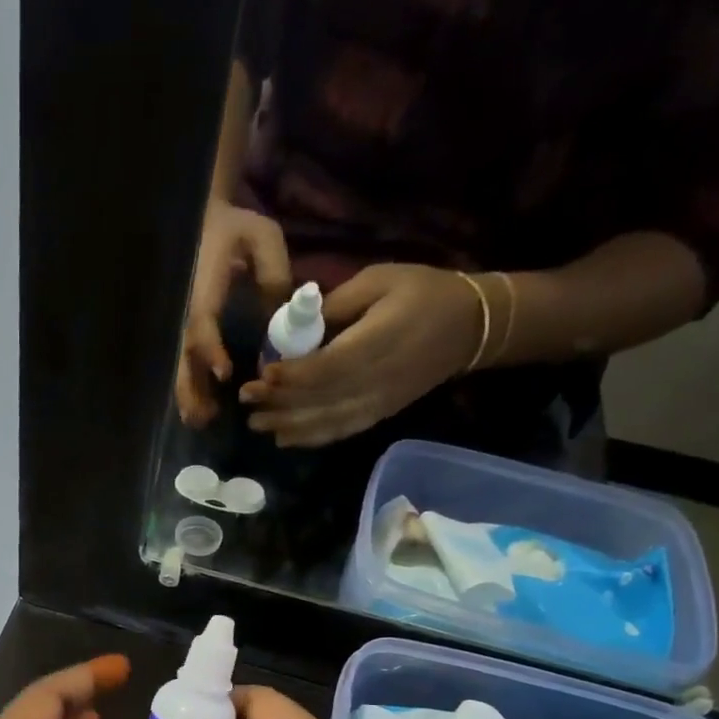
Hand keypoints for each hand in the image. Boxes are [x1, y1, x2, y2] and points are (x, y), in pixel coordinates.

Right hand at [175, 201, 292, 427]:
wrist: (206, 219)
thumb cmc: (235, 228)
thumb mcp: (262, 236)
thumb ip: (272, 270)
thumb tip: (279, 314)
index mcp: (204, 287)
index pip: (202, 323)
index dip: (211, 349)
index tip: (224, 374)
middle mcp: (187, 310)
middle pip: (184, 356)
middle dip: (192, 387)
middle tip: (205, 416)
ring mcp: (184, 322)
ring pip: (181, 365)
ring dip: (189, 395)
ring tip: (200, 421)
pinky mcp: (188, 331)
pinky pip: (186, 364)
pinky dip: (190, 389)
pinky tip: (198, 412)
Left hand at [239, 264, 481, 447]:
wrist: (471, 327)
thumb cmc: (424, 293)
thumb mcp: (380, 279)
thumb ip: (337, 303)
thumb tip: (297, 323)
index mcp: (376, 343)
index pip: (326, 368)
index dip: (292, 376)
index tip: (264, 374)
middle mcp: (374, 381)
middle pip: (319, 400)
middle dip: (279, 403)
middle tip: (246, 399)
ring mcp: (377, 403)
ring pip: (325, 422)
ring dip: (288, 425)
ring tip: (257, 423)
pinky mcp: (379, 414)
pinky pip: (340, 431)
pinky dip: (311, 438)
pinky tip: (286, 439)